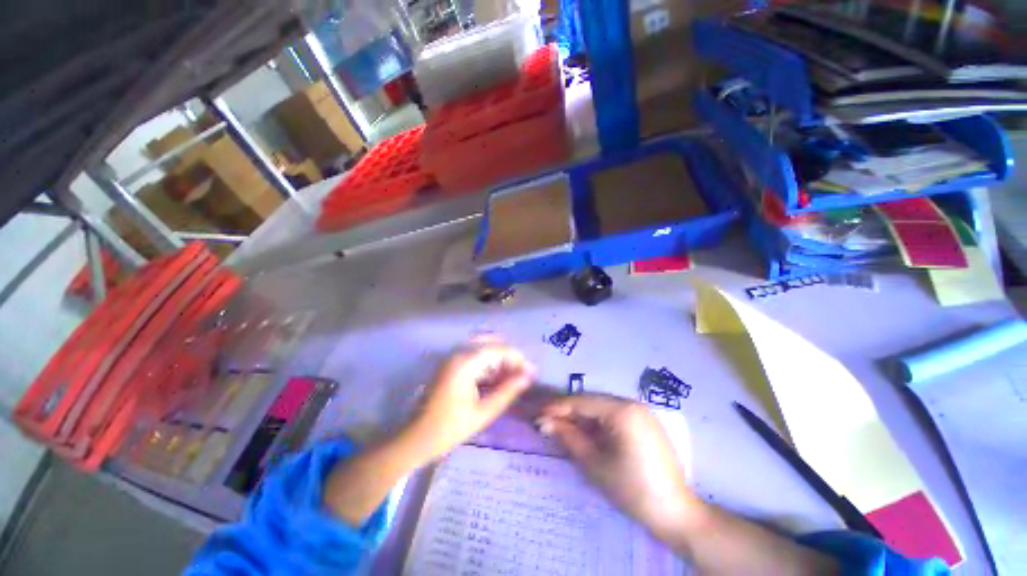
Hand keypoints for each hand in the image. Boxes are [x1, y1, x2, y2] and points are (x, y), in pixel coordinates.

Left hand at [402, 339, 535, 462]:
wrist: (415, 438)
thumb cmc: (449, 428)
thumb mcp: (483, 412)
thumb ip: (507, 391)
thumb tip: (528, 377)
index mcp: (466, 362)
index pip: (499, 349)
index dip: (518, 359)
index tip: (531, 373)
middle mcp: (458, 353)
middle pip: (491, 344)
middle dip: (509, 357)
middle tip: (521, 374)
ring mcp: (452, 357)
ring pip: (483, 348)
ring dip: (499, 360)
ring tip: (512, 378)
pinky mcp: (449, 365)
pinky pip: (474, 356)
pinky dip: (487, 364)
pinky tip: (496, 379)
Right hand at [537, 394, 697, 543]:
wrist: (676, 513)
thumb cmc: (632, 490)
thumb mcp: (595, 464)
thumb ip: (569, 437)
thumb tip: (546, 422)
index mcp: (622, 411)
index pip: (582, 402)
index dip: (558, 407)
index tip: (538, 414)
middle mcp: (632, 403)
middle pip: (592, 402)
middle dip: (569, 411)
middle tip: (548, 421)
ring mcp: (641, 412)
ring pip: (602, 407)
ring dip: (582, 416)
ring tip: (563, 426)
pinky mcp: (646, 422)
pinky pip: (615, 414)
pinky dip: (598, 421)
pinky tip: (586, 431)